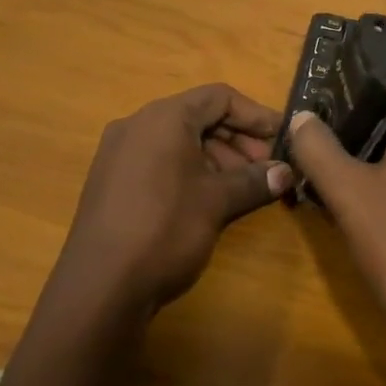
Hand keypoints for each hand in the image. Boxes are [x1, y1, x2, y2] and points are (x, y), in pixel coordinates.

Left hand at [48, 84, 290, 318]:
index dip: (255, 115)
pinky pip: (157, 160)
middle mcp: (137, 124)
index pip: (219, 97)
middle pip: (197, 117)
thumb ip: (254, 181)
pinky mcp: (110, 180)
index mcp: (164, 117)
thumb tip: (286, 173)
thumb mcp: (217, 202)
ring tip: (241, 189)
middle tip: (265, 169)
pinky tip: (206, 200)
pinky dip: (188, 170)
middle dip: (237, 140)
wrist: (99, 287)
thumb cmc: (165, 229)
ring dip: (215, 158)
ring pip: (178, 141)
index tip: (281, 138)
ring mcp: (118, 152)